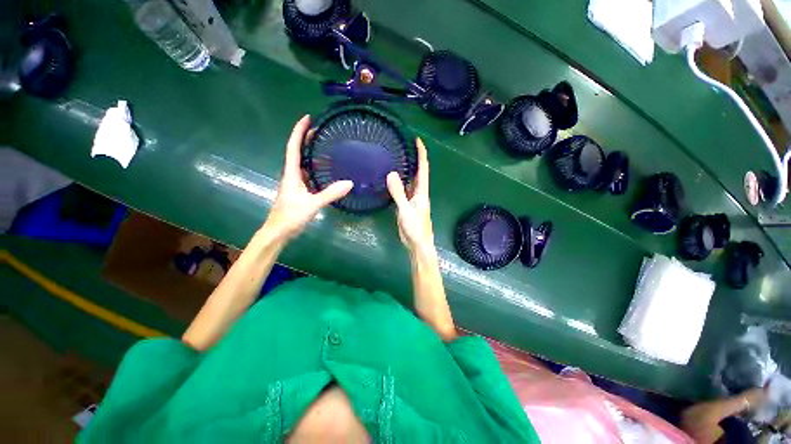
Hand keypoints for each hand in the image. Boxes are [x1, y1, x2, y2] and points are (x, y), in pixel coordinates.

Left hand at [264, 115, 353, 239]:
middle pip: (297, 151)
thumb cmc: (291, 216)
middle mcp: (291, 175)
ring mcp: (294, 183)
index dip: (299, 131)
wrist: (278, 231)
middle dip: (305, 138)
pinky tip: (324, 169)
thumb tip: (350, 183)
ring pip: (301, 162)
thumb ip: (330, 193)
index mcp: (291, 173)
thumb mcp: (312, 204)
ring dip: (309, 152)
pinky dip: (313, 167)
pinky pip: (306, 173)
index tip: (307, 118)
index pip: (293, 147)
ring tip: (323, 146)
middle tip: (320, 130)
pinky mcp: (298, 190)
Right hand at [386, 138, 433, 254]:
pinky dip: (400, 182)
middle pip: (418, 172)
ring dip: (407, 169)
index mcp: (422, 192)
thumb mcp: (405, 210)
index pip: (423, 169)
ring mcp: (413, 199)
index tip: (417, 140)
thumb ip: (399, 193)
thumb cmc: (415, 228)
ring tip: (398, 158)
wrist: (418, 244)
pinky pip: (404, 190)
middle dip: (414, 158)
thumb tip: (391, 174)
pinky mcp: (408, 205)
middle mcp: (419, 193)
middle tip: (404, 146)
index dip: (421, 154)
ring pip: (411, 181)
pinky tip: (392, 179)